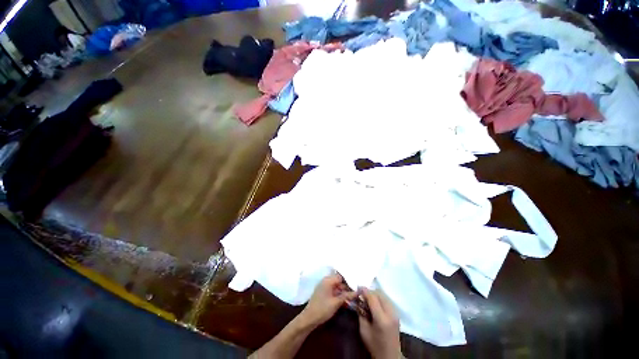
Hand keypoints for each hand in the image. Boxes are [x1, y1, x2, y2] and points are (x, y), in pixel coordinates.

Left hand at [298, 273, 355, 327]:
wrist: (309, 318)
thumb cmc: (323, 309)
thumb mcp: (336, 302)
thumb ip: (347, 296)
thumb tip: (358, 291)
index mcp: (328, 280)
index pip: (340, 277)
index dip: (348, 282)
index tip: (355, 288)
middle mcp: (325, 281)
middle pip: (338, 281)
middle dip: (346, 288)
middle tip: (355, 295)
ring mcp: (323, 287)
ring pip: (336, 287)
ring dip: (343, 292)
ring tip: (351, 299)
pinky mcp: (323, 293)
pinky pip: (332, 291)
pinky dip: (338, 295)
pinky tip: (344, 301)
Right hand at [358, 288, 400, 358]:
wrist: (390, 356)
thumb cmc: (375, 345)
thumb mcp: (363, 330)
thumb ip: (360, 313)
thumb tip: (358, 299)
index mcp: (381, 319)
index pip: (373, 298)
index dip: (364, 291)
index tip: (358, 287)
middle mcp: (390, 313)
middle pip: (379, 294)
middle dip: (369, 292)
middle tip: (362, 294)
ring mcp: (395, 313)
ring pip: (384, 295)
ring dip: (375, 294)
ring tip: (368, 299)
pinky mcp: (397, 314)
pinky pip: (387, 299)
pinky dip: (379, 298)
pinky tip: (375, 303)